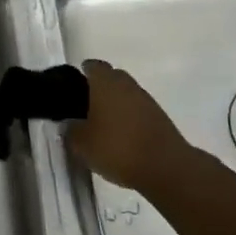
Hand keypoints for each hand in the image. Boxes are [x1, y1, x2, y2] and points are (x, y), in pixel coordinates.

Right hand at [67, 59, 194, 193]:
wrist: (166, 168)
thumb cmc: (117, 148)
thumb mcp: (81, 144)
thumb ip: (71, 129)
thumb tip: (69, 123)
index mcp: (106, 83)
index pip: (92, 66)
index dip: (82, 73)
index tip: (73, 87)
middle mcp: (127, 85)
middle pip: (112, 78)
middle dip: (99, 88)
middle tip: (85, 106)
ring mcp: (147, 101)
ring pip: (126, 94)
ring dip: (116, 104)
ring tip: (102, 124)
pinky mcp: (160, 119)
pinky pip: (138, 111)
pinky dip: (129, 118)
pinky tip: (121, 136)